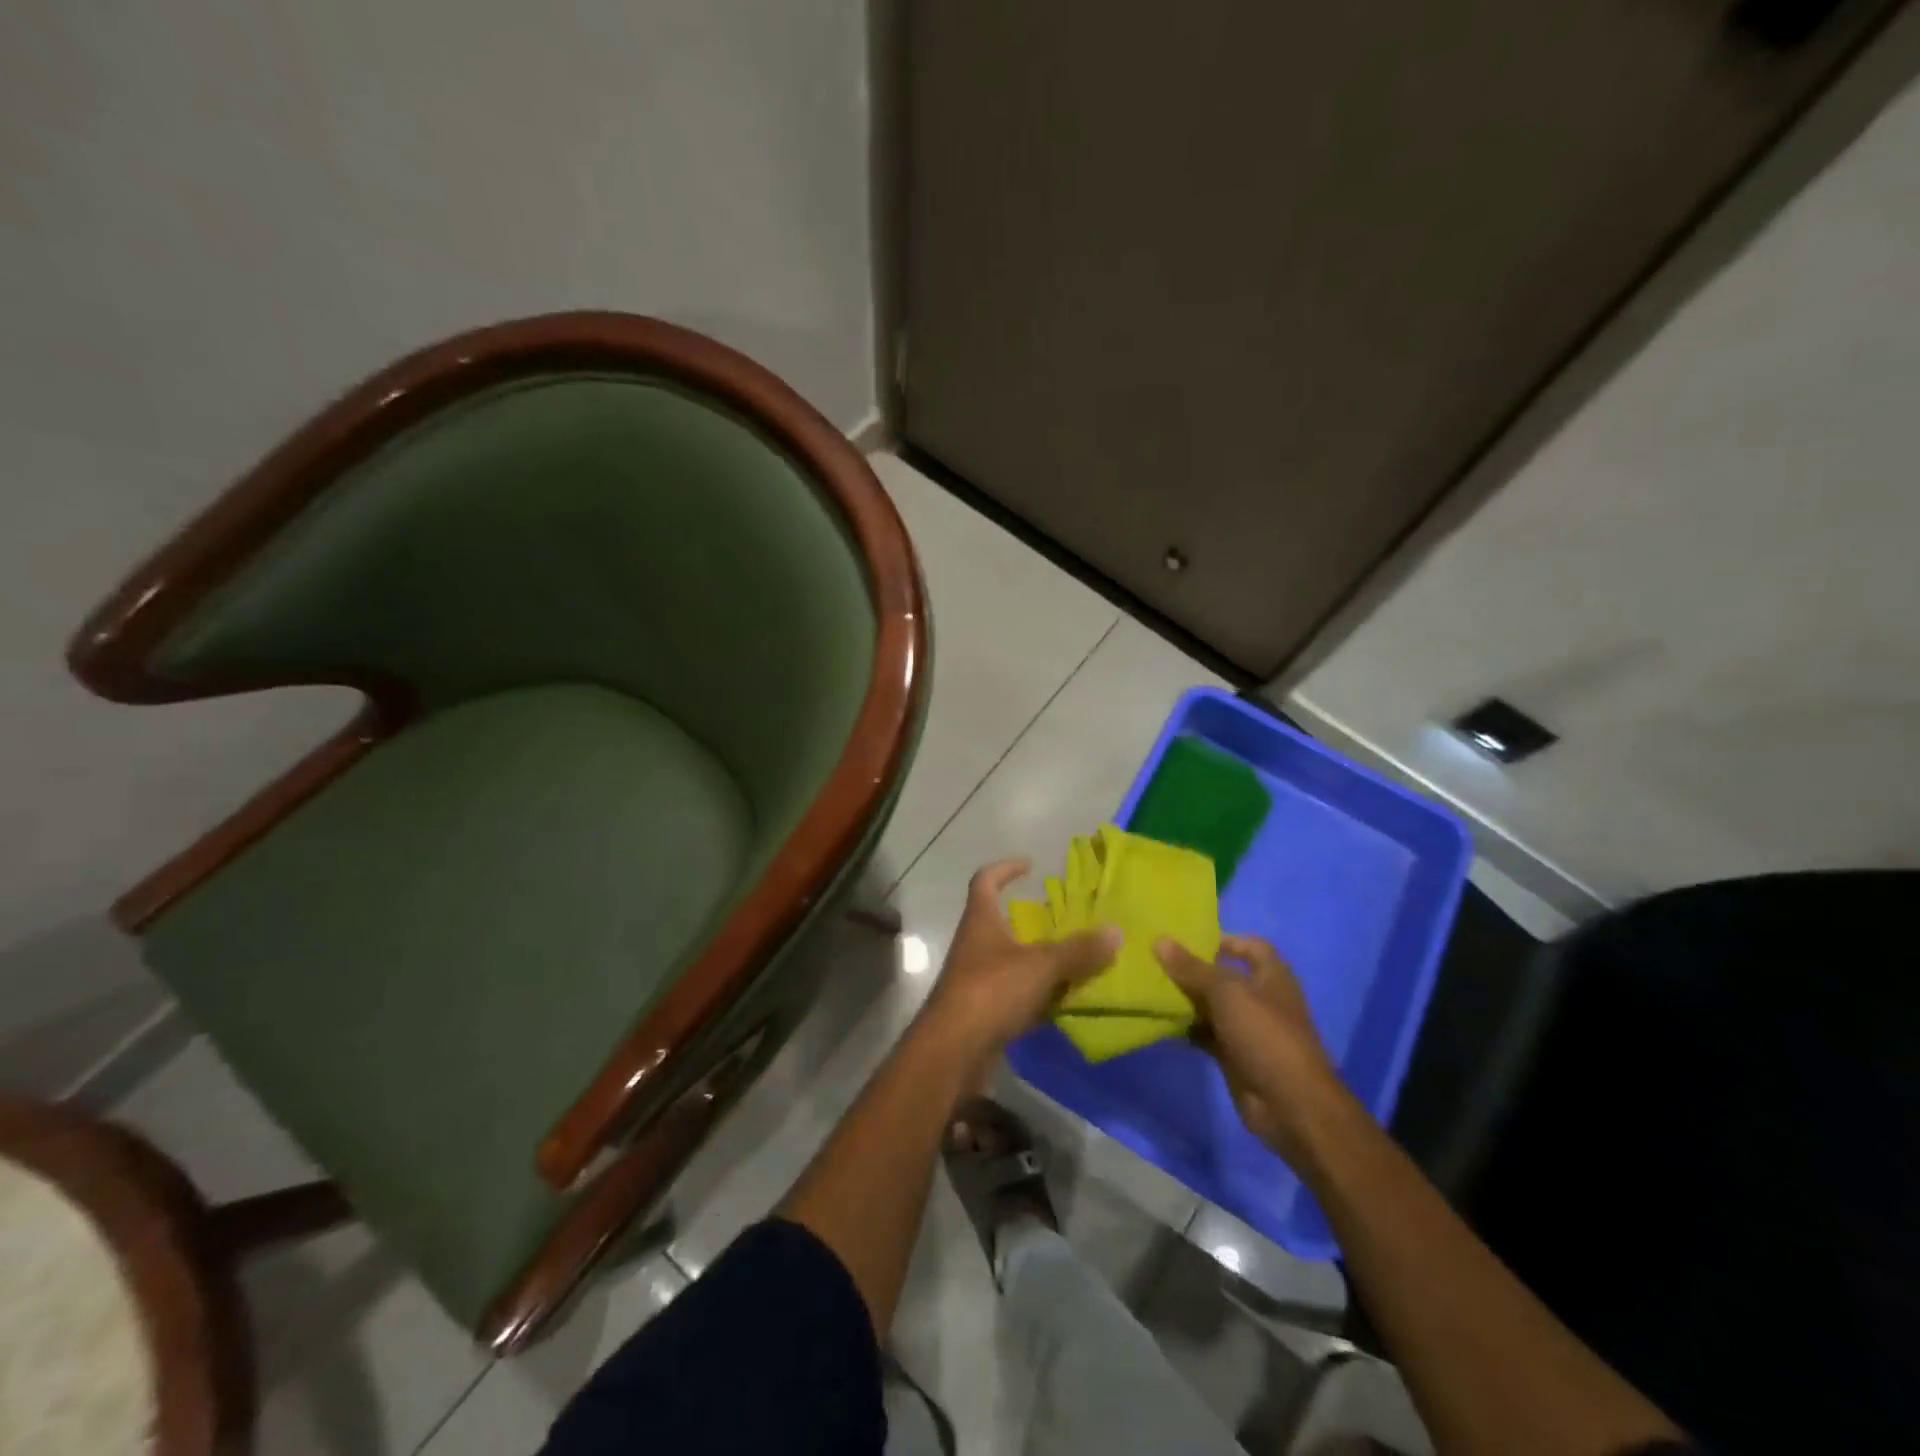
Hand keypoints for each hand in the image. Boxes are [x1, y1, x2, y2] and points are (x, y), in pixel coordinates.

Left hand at [920, 859, 1120, 1059]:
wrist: (952, 1051)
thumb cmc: (990, 992)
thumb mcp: (1040, 966)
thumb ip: (1078, 951)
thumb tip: (1115, 931)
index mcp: (981, 921)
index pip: (985, 881)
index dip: (1005, 869)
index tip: (1030, 865)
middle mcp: (975, 945)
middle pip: (1001, 922)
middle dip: (1032, 920)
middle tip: (1066, 920)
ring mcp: (977, 979)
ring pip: (1012, 961)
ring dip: (1039, 960)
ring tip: (1076, 960)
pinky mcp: (984, 1011)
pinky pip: (1016, 995)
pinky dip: (1039, 996)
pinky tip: (1065, 1002)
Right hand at [1156, 934, 1343, 1159]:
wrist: (1290, 1104)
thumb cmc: (1265, 1035)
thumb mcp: (1227, 994)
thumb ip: (1192, 968)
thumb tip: (1160, 941)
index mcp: (1271, 976)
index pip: (1249, 946)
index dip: (1223, 939)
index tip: (1187, 939)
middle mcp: (1260, 998)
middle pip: (1223, 976)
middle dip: (1193, 969)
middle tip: (1155, 961)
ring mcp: (1247, 1028)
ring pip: (1211, 1006)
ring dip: (1186, 999)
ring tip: (1150, 988)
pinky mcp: (1234, 1055)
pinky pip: (1206, 1033)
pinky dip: (1187, 1028)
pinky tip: (1160, 1022)